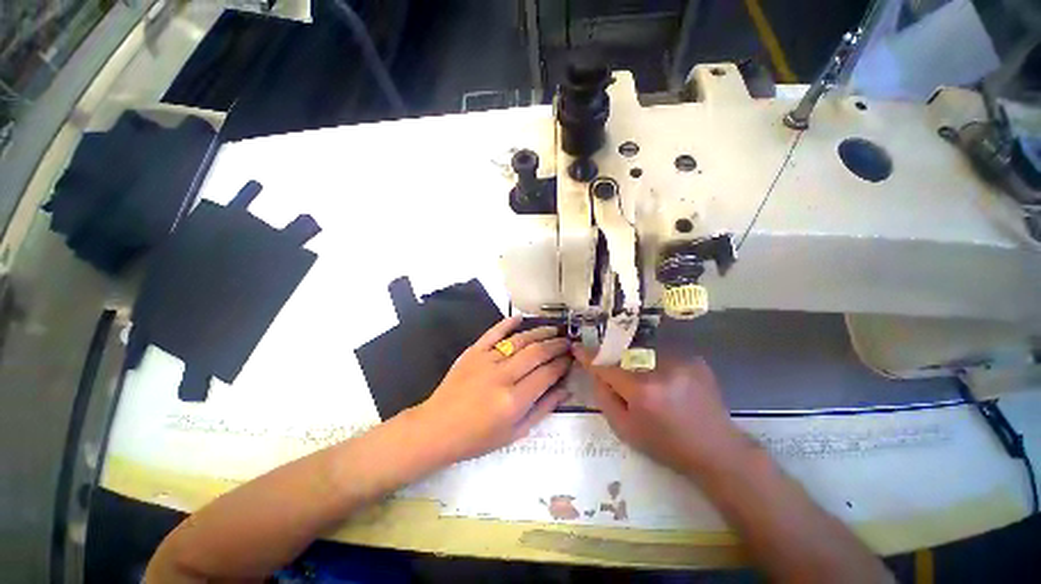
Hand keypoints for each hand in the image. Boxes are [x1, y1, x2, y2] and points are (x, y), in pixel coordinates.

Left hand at [412, 316, 571, 464]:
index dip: (562, 364)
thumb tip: (566, 388)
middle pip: (537, 353)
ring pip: (519, 340)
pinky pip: (493, 332)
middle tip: (567, 341)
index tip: (571, 359)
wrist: (438, 428)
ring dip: (540, 332)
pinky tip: (521, 317)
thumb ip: (543, 409)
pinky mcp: (473, 352)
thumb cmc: (478, 437)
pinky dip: (507, 323)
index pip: (547, 374)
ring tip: (554, 329)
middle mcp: (502, 376)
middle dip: (556, 345)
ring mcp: (486, 360)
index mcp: (514, 401)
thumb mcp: (515, 432)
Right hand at [573, 347, 750, 475]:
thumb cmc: (666, 446)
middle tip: (626, 383)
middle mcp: (660, 370)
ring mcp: (680, 361)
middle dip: (619, 365)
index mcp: (641, 390)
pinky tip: (672, 386)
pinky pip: (664, 356)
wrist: (717, 451)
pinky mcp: (695, 360)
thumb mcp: (626, 430)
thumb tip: (595, 374)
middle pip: (625, 357)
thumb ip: (604, 398)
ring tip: (655, 389)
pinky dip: (660, 367)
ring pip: (645, 355)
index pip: (606, 366)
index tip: (577, 347)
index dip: (589, 357)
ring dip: (641, 367)